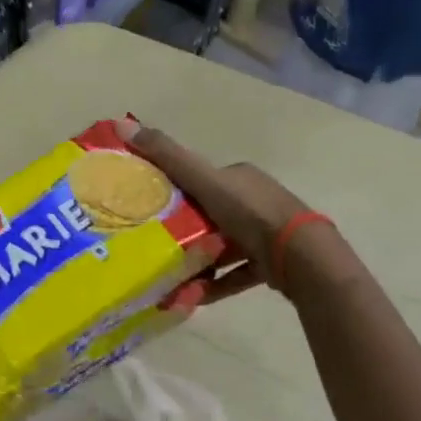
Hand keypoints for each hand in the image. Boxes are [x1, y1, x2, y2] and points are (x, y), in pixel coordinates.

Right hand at [117, 119, 345, 296]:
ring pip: (224, 246)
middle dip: (186, 231)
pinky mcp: (272, 264)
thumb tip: (120, 124)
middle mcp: (256, 201)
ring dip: (199, 260)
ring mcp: (267, 233)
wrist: (299, 256)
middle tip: (157, 246)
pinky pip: (236, 272)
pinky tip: (193, 296)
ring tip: (171, 277)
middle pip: (212, 214)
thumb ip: (166, 156)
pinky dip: (216, 283)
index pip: (203, 180)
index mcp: (240, 177)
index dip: (177, 191)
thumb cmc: (249, 213)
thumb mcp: (203, 181)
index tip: (152, 210)